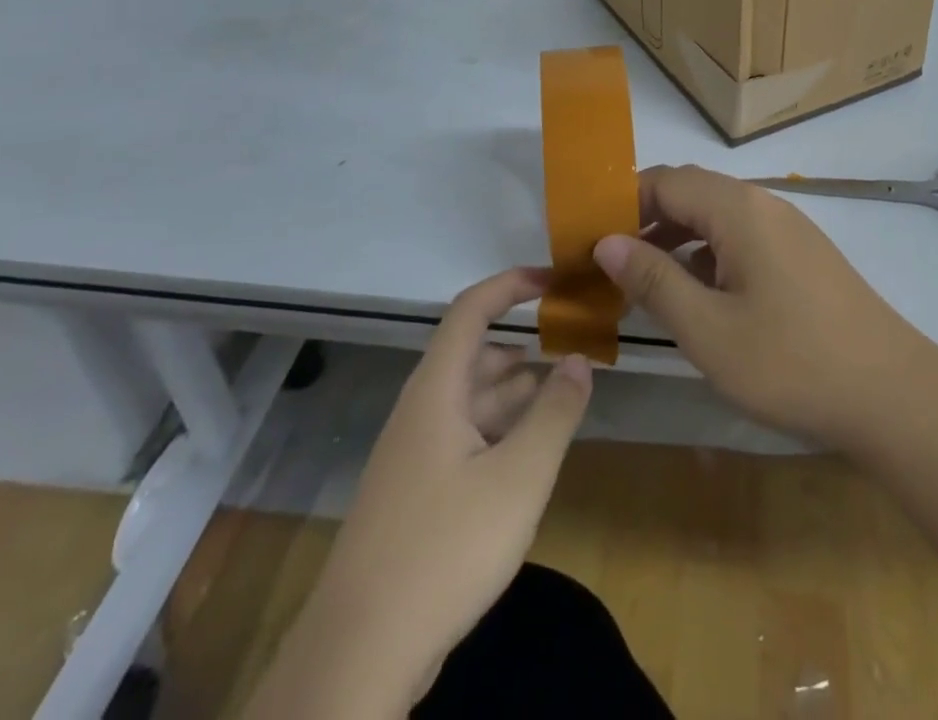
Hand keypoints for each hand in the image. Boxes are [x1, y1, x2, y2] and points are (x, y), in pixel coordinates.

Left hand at [321, 268, 592, 702]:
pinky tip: (528, 453)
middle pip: (474, 356)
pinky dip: (500, 430)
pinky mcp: (415, 495)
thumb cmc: (445, 549)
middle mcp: (421, 411)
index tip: (554, 281)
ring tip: (563, 395)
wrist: (357, 655)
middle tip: (574, 348)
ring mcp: (414, 456)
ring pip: (471, 401)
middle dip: (524, 346)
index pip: (471, 310)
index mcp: (437, 390)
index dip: (511, 285)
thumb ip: (555, 413)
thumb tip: (580, 359)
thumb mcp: (518, 478)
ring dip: (515, 391)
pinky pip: (464, 438)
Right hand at [593, 165, 937, 452]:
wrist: (893, 394)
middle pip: (691, 191)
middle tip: (609, 260)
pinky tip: (698, 294)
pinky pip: (742, 237)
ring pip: (717, 215)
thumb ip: (653, 280)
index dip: (620, 203)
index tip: (587, 238)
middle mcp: (764, 204)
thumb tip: (606, 241)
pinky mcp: (802, 255)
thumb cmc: (791, 362)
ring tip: (643, 279)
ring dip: (676, 237)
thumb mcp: (708, 329)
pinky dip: (708, 254)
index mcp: (738, 209)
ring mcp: (788, 228)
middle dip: (645, 218)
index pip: (664, 181)